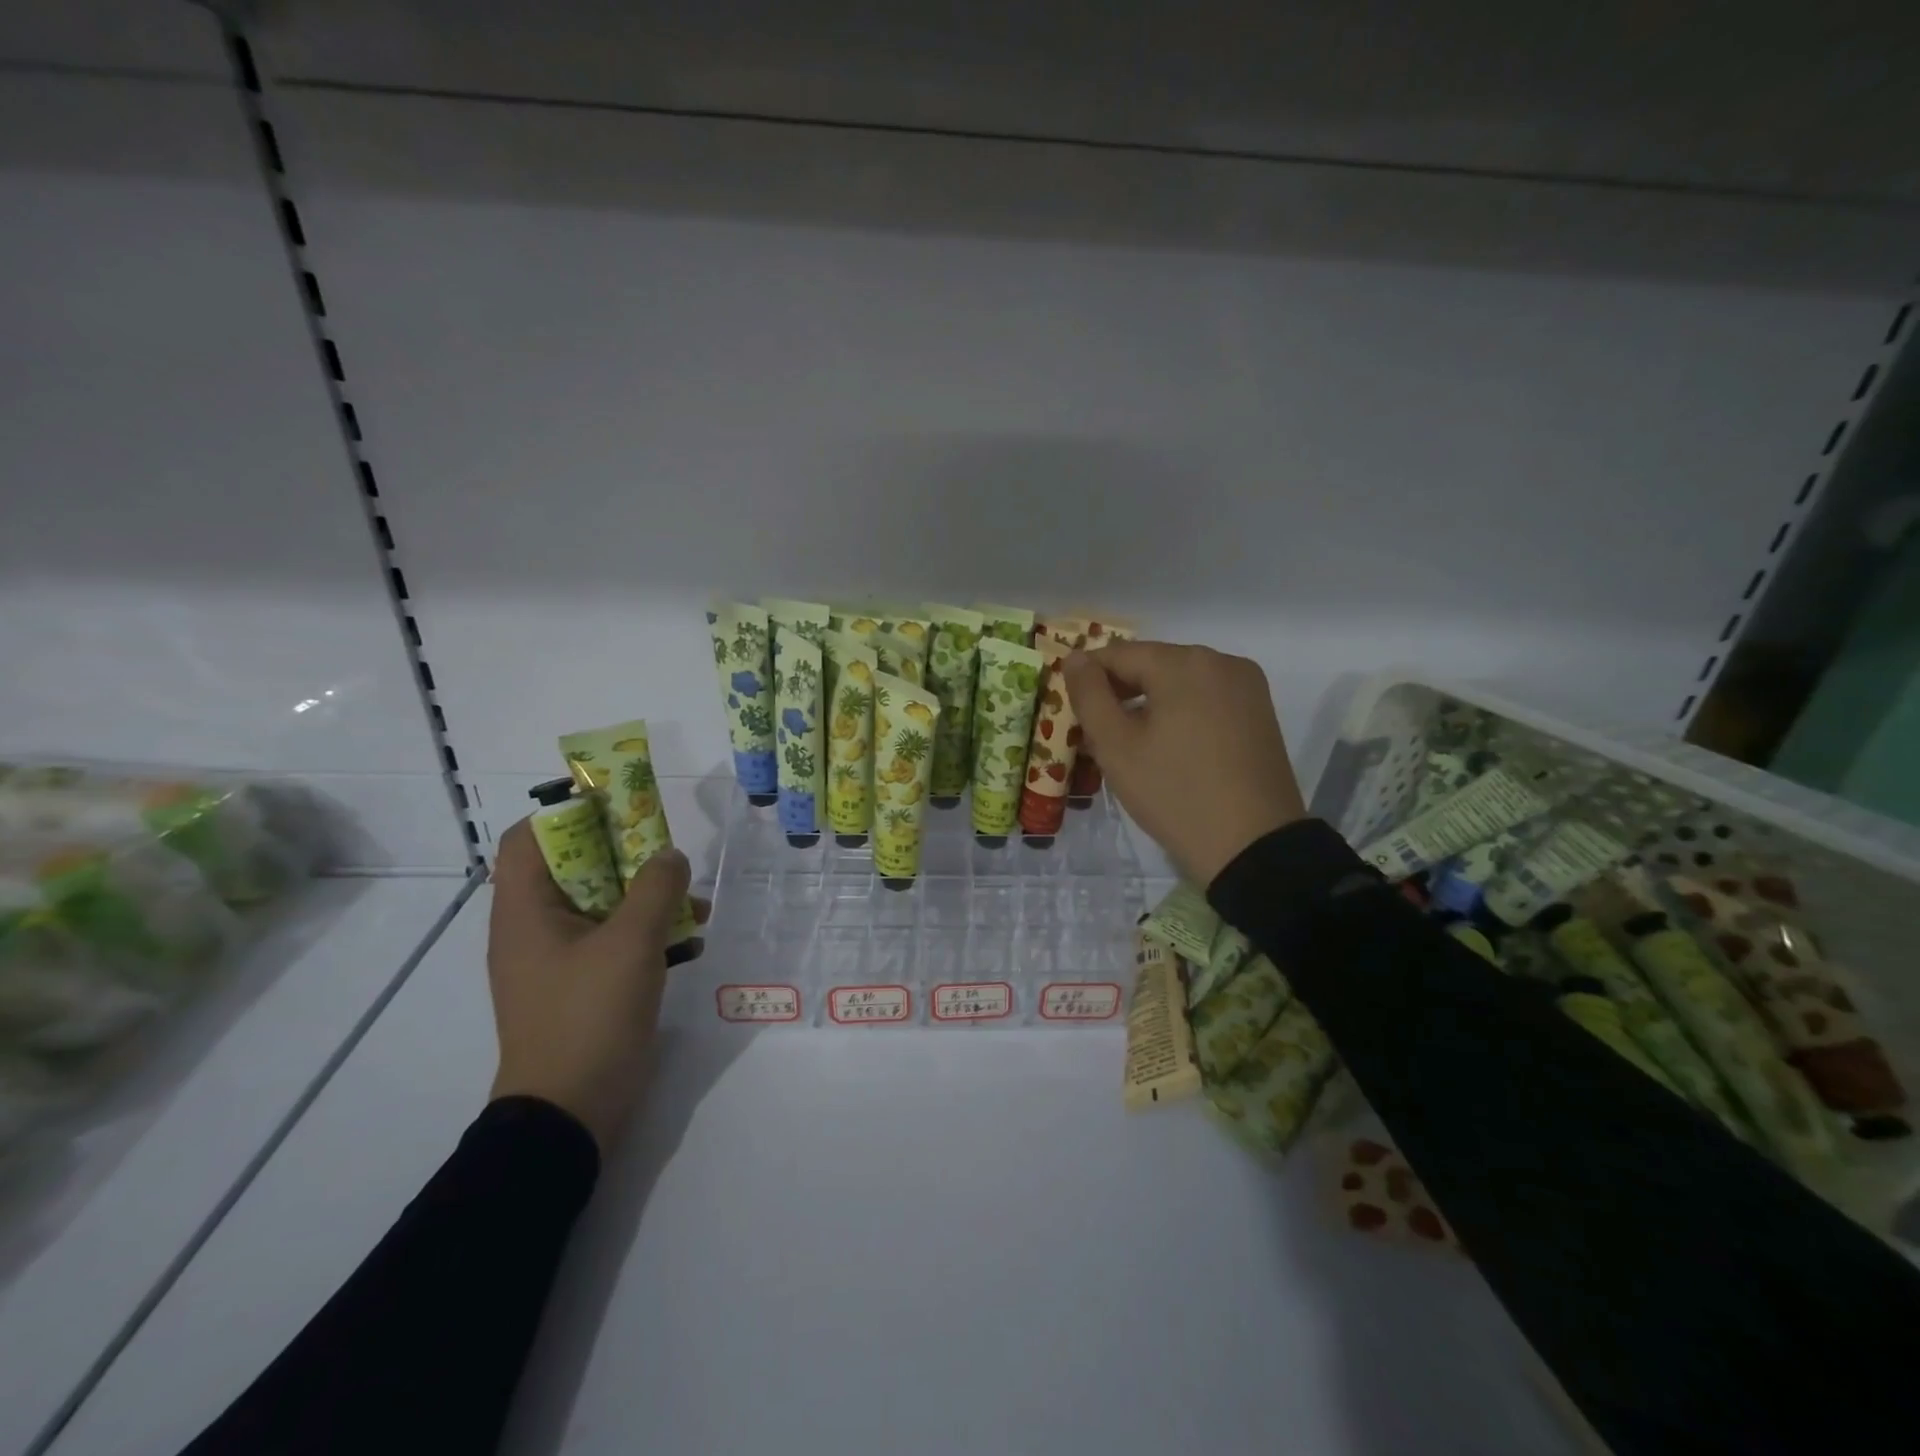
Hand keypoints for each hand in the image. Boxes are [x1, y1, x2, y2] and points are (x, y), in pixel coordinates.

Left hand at [486, 818, 707, 1153]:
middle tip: (667, 849)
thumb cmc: (589, 1017)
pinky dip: (649, 931)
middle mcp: (535, 927)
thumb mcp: (631, 943)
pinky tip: (692, 942)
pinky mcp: (584, 985)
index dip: (568, 810)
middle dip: (625, 852)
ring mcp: (560, 958)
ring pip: (602, 903)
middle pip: (574, 865)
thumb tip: (670, 855)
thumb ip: (656, 888)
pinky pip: (615, 939)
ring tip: (695, 901)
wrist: (570, 1113)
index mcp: (525, 910)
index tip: (619, 804)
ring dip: (647, 895)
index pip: (529, 837)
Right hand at [1064, 640, 1306, 885]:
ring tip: (1131, 743)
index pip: (1118, 654)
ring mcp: (1246, 685)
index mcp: (1183, 662)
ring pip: (1180, 681)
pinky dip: (1181, 711)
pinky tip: (1169, 746)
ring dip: (1150, 702)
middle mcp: (1220, 660)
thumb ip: (1089, 696)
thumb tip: (1075, 659)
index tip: (1070, 710)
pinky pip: (1207, 697)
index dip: (1087, 678)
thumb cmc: (1174, 793)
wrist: (1252, 846)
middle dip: (1120, 691)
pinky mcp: (1260, 711)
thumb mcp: (1116, 747)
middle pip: (1152, 664)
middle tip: (1096, 733)